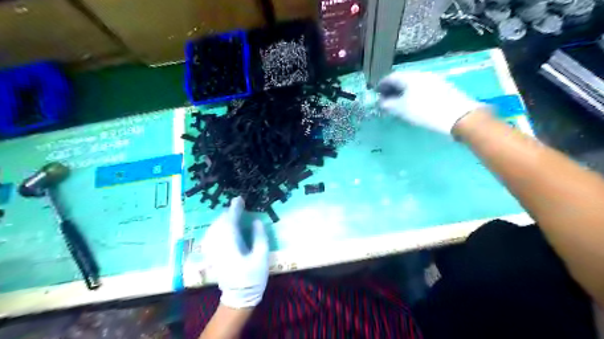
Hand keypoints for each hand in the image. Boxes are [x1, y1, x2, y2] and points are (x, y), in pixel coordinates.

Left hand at [203, 196, 268, 309]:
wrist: (239, 297)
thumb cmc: (253, 278)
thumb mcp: (262, 257)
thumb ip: (259, 237)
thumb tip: (256, 221)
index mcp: (231, 246)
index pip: (230, 222)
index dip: (235, 209)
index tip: (239, 199)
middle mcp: (218, 246)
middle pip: (219, 223)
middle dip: (228, 212)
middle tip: (238, 205)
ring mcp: (213, 252)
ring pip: (214, 228)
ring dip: (222, 219)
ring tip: (232, 213)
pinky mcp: (212, 255)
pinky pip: (211, 236)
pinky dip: (217, 227)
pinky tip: (222, 227)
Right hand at [376, 70, 481, 133]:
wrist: (458, 115)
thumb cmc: (425, 111)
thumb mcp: (402, 110)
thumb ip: (389, 104)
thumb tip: (381, 102)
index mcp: (410, 77)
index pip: (391, 77)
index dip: (381, 84)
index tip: (376, 92)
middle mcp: (421, 74)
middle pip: (402, 78)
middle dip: (392, 87)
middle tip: (386, 97)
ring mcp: (434, 79)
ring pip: (413, 83)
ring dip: (403, 90)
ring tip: (399, 101)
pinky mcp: (442, 87)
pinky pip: (422, 87)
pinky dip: (414, 93)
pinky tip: (414, 102)